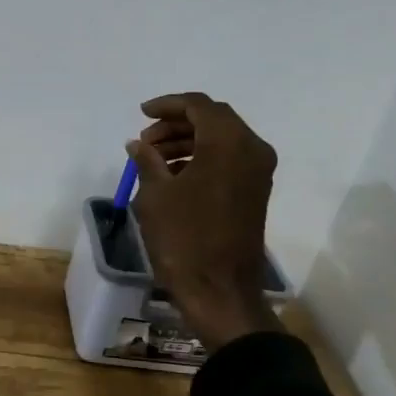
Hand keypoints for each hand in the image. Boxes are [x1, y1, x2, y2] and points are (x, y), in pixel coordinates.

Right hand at [126, 92, 284, 351]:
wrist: (219, 291)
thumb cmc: (183, 239)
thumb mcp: (155, 195)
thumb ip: (147, 160)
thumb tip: (138, 144)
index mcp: (228, 143)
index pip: (199, 106)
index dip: (167, 105)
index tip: (141, 114)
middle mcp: (251, 150)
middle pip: (213, 120)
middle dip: (177, 124)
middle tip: (145, 139)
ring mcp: (258, 172)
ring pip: (221, 140)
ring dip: (187, 141)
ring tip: (152, 158)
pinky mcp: (255, 192)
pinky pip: (228, 160)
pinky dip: (201, 158)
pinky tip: (173, 174)